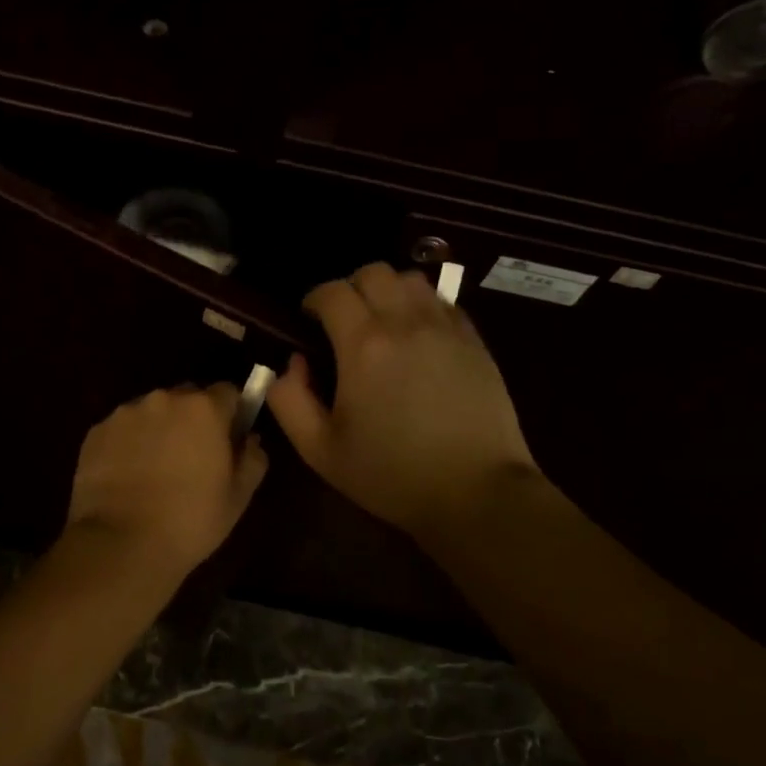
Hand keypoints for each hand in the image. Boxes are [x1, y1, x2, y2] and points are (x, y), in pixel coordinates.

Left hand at [65, 383, 268, 580]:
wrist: (120, 544)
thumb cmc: (190, 520)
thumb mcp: (238, 496)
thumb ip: (253, 458)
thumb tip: (250, 438)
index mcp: (204, 408)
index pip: (227, 392)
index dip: (231, 414)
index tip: (228, 440)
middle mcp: (164, 399)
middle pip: (187, 398)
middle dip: (193, 419)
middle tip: (192, 458)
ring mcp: (125, 413)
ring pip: (152, 412)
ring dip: (158, 430)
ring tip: (154, 471)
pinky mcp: (96, 431)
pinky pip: (122, 429)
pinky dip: (128, 444)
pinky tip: (127, 478)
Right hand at [267, 263, 537, 541]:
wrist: (476, 492)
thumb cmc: (391, 475)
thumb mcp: (320, 450)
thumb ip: (290, 400)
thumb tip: (293, 363)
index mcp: (363, 345)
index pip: (332, 292)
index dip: (313, 299)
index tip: (308, 321)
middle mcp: (405, 323)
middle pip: (372, 272)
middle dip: (349, 289)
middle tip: (343, 322)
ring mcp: (445, 328)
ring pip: (410, 279)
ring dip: (387, 291)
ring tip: (381, 323)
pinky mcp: (474, 341)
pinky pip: (442, 302)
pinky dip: (421, 306)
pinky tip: (417, 337)